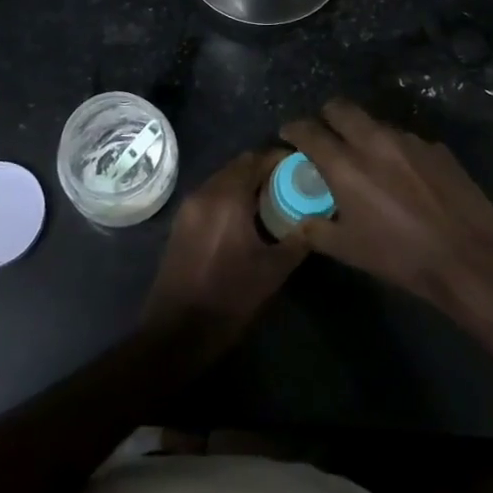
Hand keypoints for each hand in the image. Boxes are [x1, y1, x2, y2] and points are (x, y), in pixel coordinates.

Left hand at [142, 149, 305, 349]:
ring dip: (245, 183)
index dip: (279, 159)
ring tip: (270, 202)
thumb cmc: (229, 298)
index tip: (301, 167)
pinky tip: (245, 219)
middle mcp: (204, 193)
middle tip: (289, 185)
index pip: (256, 159)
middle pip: (238, 166)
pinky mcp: (181, 223)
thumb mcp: (273, 271)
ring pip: (222, 180)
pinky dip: (229, 197)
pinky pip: (210, 196)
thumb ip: (297, 240)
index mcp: (227, 197)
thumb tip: (316, 222)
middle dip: (263, 171)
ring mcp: (189, 207)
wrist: (177, 332)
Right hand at [279, 99, 492, 312]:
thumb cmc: (401, 256)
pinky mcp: (436, 147)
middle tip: (326, 134)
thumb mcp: (349, 251)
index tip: (289, 134)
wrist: (468, 256)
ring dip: (363, 133)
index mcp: (346, 164)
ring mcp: (408, 139)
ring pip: (375, 122)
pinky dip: (395, 150)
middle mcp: (374, 141)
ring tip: (368, 159)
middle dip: (327, 116)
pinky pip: (406, 140)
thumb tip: (299, 222)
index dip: (294, 129)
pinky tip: (405, 176)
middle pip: (341, 107)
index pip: (308, 131)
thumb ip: (317, 230)